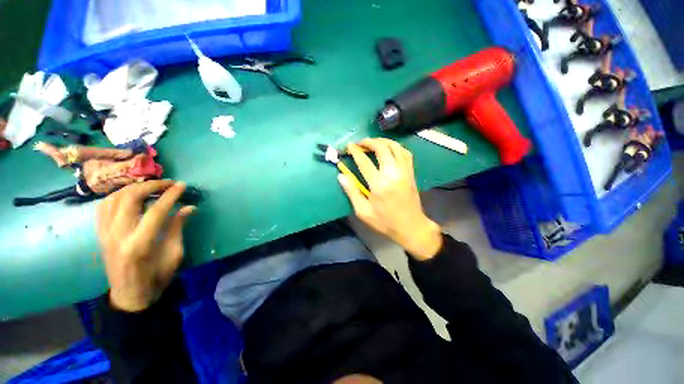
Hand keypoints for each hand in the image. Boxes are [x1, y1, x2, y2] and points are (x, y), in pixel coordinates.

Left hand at [96, 180, 195, 311]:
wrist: (130, 295)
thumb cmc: (156, 278)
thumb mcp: (174, 254)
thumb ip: (178, 228)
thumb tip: (189, 207)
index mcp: (139, 245)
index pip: (155, 211)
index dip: (170, 195)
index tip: (182, 185)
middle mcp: (117, 236)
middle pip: (129, 199)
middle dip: (150, 186)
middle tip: (167, 183)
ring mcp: (105, 234)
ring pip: (113, 199)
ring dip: (133, 188)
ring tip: (150, 186)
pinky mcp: (100, 234)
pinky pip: (104, 207)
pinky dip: (117, 196)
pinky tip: (130, 195)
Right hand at [340, 138, 441, 259]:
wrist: (411, 227)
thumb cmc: (385, 222)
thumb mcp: (363, 211)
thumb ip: (352, 192)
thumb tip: (341, 176)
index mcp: (379, 185)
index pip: (364, 161)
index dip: (355, 151)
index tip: (349, 146)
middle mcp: (393, 174)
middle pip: (382, 148)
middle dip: (369, 142)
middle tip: (359, 143)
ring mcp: (404, 172)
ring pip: (395, 147)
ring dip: (382, 141)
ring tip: (372, 142)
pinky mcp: (411, 173)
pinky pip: (405, 153)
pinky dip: (396, 146)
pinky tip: (389, 148)